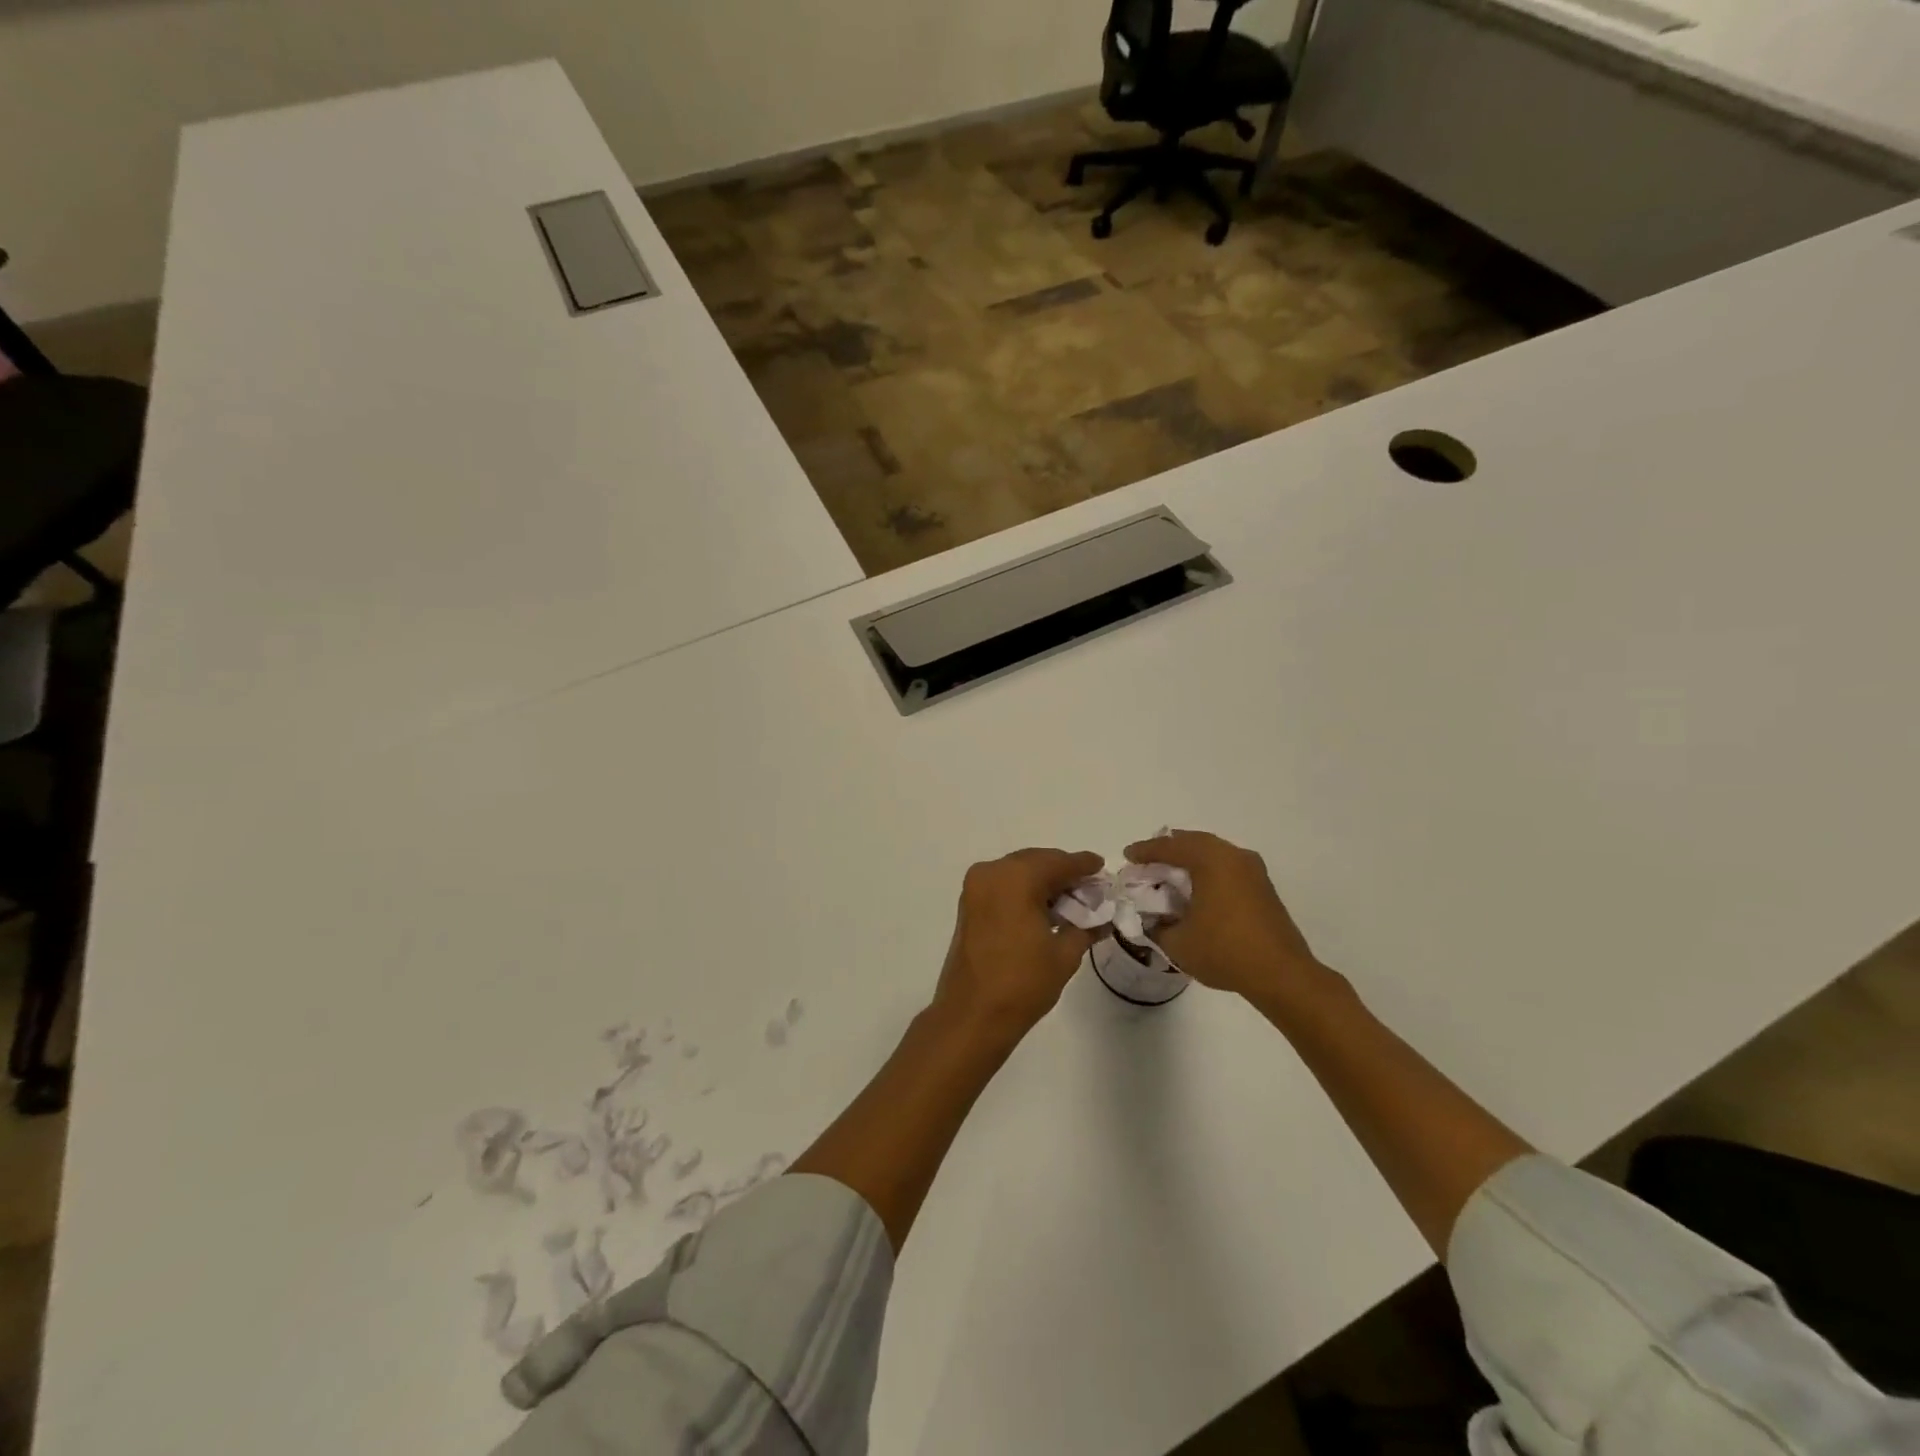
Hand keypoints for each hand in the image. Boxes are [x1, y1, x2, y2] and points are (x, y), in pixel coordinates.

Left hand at [932, 848, 1104, 1043]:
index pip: (1059, 862)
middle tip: (1089, 888)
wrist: (972, 1015)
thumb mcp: (1064, 954)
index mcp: (1017, 877)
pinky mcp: (968, 903)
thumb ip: (1086, 927)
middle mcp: (992, 872)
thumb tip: (1103, 918)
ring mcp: (976, 887)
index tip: (1102, 868)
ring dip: (1044, 881)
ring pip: (1018, 872)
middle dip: (1063, 872)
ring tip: (1071, 901)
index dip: (1084, 865)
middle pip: (1037, 861)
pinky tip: (1045, 909)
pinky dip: (1024, 890)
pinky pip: (1003, 885)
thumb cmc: (1023, 983)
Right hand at [1125, 830, 1321, 999]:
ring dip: (1189, 859)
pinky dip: (1207, 870)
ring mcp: (1252, 870)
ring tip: (1169, 873)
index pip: (1170, 846)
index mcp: (1211, 860)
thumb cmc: (1225, 951)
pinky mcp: (1263, 886)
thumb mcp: (1177, 942)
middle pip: (1193, 841)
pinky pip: (1227, 866)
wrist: (1281, 974)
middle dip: (1168, 849)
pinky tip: (1196, 889)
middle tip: (1147, 860)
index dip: (1145, 850)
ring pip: (1213, 852)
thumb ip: (1155, 925)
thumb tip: (1148, 918)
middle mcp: (1233, 856)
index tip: (1127, 856)